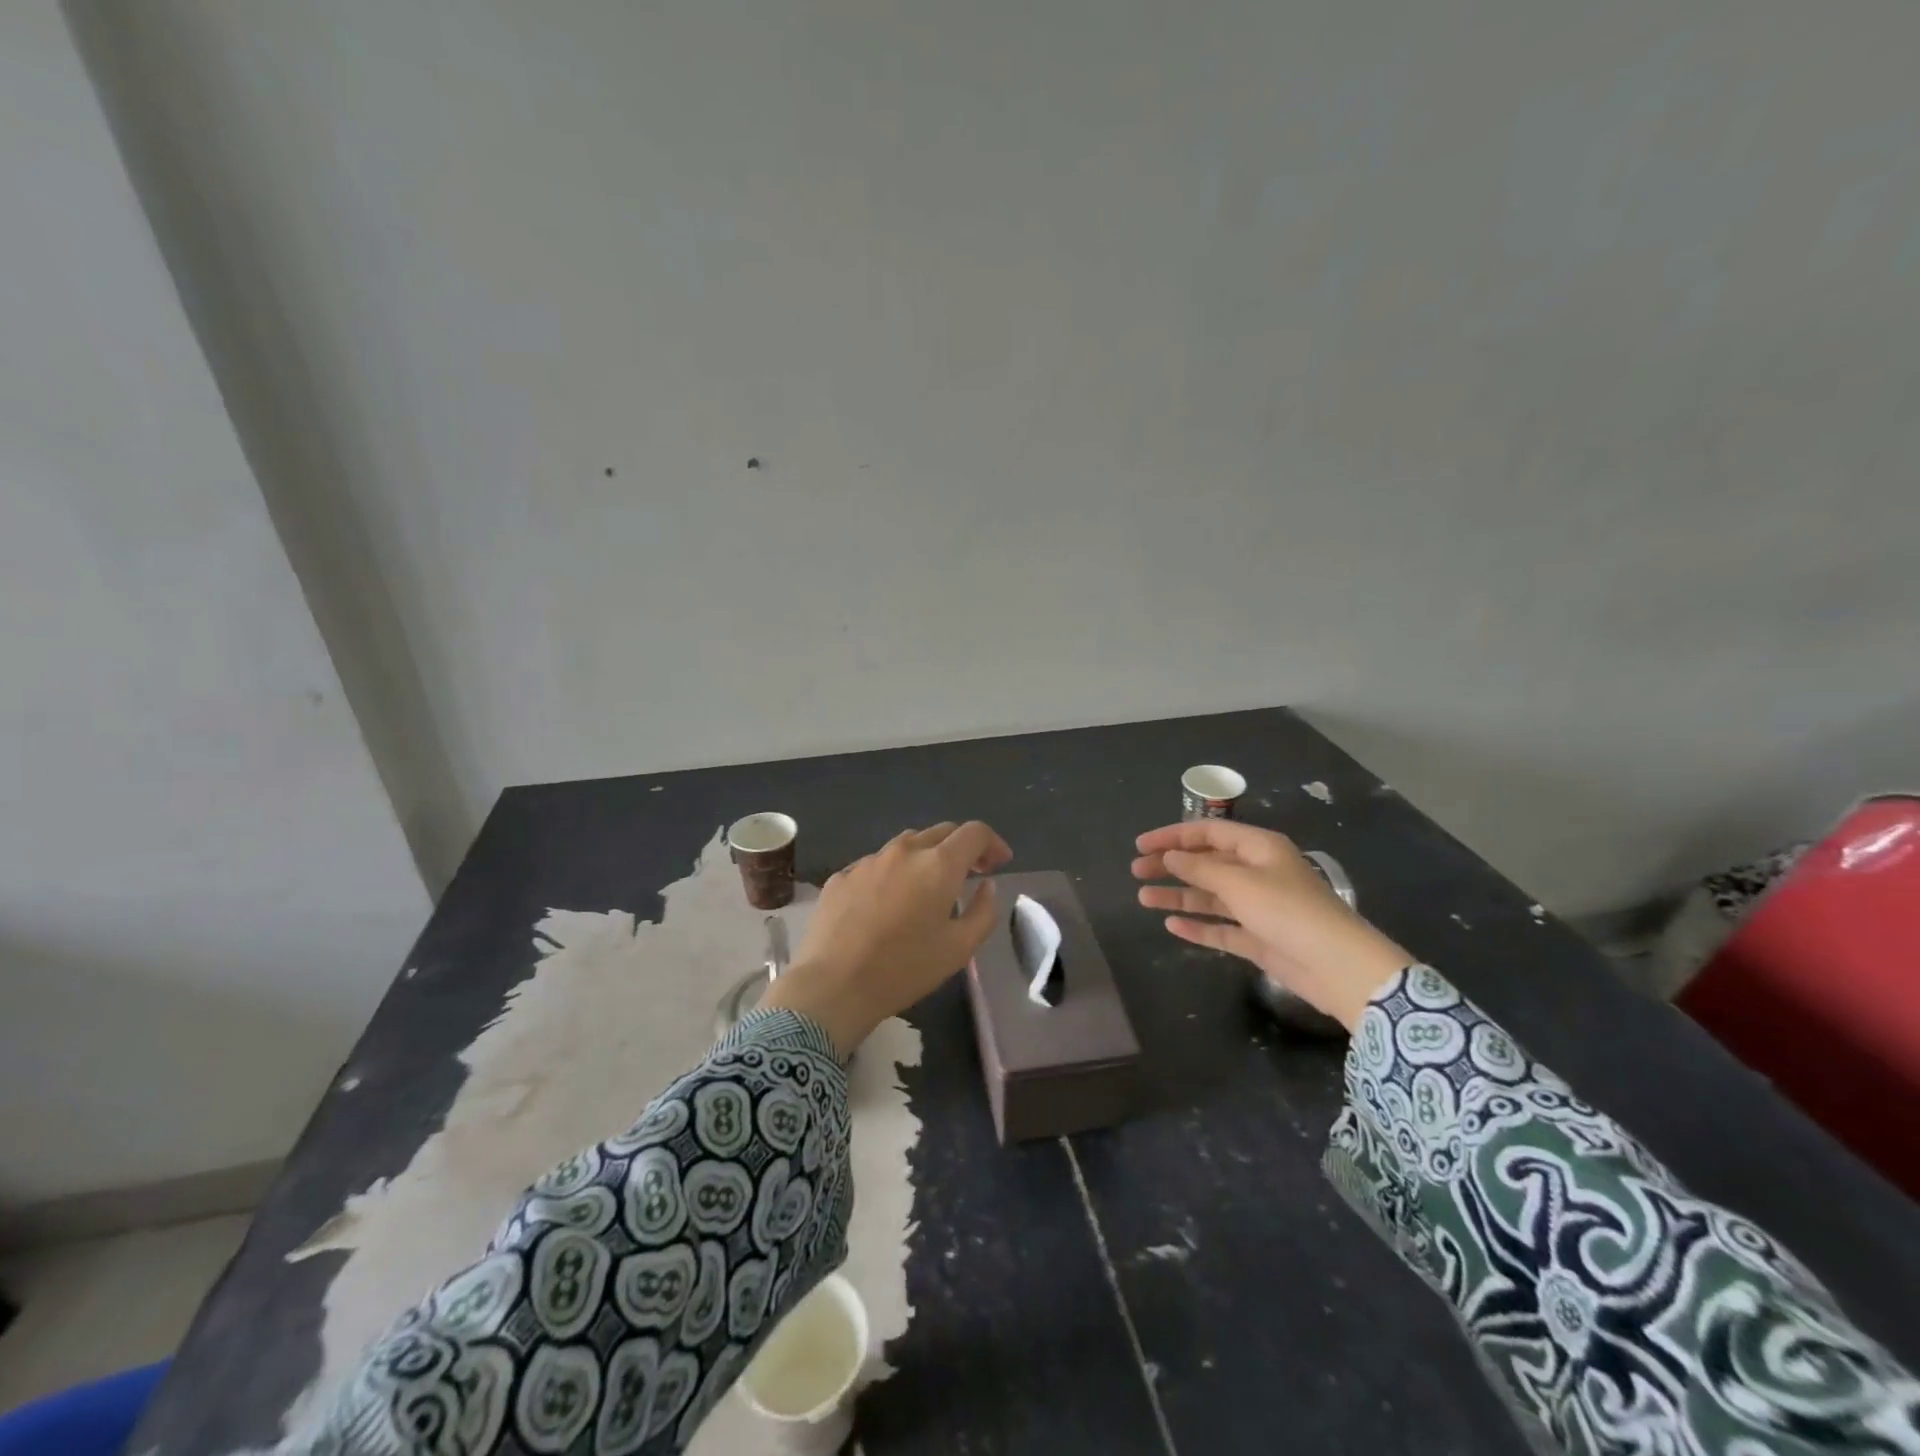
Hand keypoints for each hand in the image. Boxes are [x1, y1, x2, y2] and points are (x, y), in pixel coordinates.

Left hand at [761, 821, 1012, 1056]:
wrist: (832, 985)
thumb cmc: (904, 969)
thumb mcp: (960, 949)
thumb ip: (983, 912)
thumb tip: (987, 886)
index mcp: (938, 865)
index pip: (974, 832)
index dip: (992, 843)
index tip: (999, 863)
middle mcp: (904, 851)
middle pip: (941, 832)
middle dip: (962, 847)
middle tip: (971, 873)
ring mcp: (868, 860)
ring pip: (906, 844)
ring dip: (926, 857)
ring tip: (928, 887)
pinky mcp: (841, 876)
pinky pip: (876, 864)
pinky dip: (893, 873)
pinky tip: (888, 903)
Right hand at [1132, 820, 1409, 1031]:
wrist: (1338, 966)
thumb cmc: (1288, 911)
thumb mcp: (1239, 883)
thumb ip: (1200, 867)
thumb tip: (1171, 855)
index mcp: (1259, 848)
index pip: (1209, 832)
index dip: (1173, 836)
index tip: (1141, 845)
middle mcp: (1258, 873)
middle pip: (1206, 863)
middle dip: (1171, 865)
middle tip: (1137, 871)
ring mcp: (1258, 908)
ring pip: (1210, 896)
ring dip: (1178, 896)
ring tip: (1143, 898)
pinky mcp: (1259, 939)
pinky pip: (1221, 928)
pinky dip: (1198, 926)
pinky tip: (1172, 925)